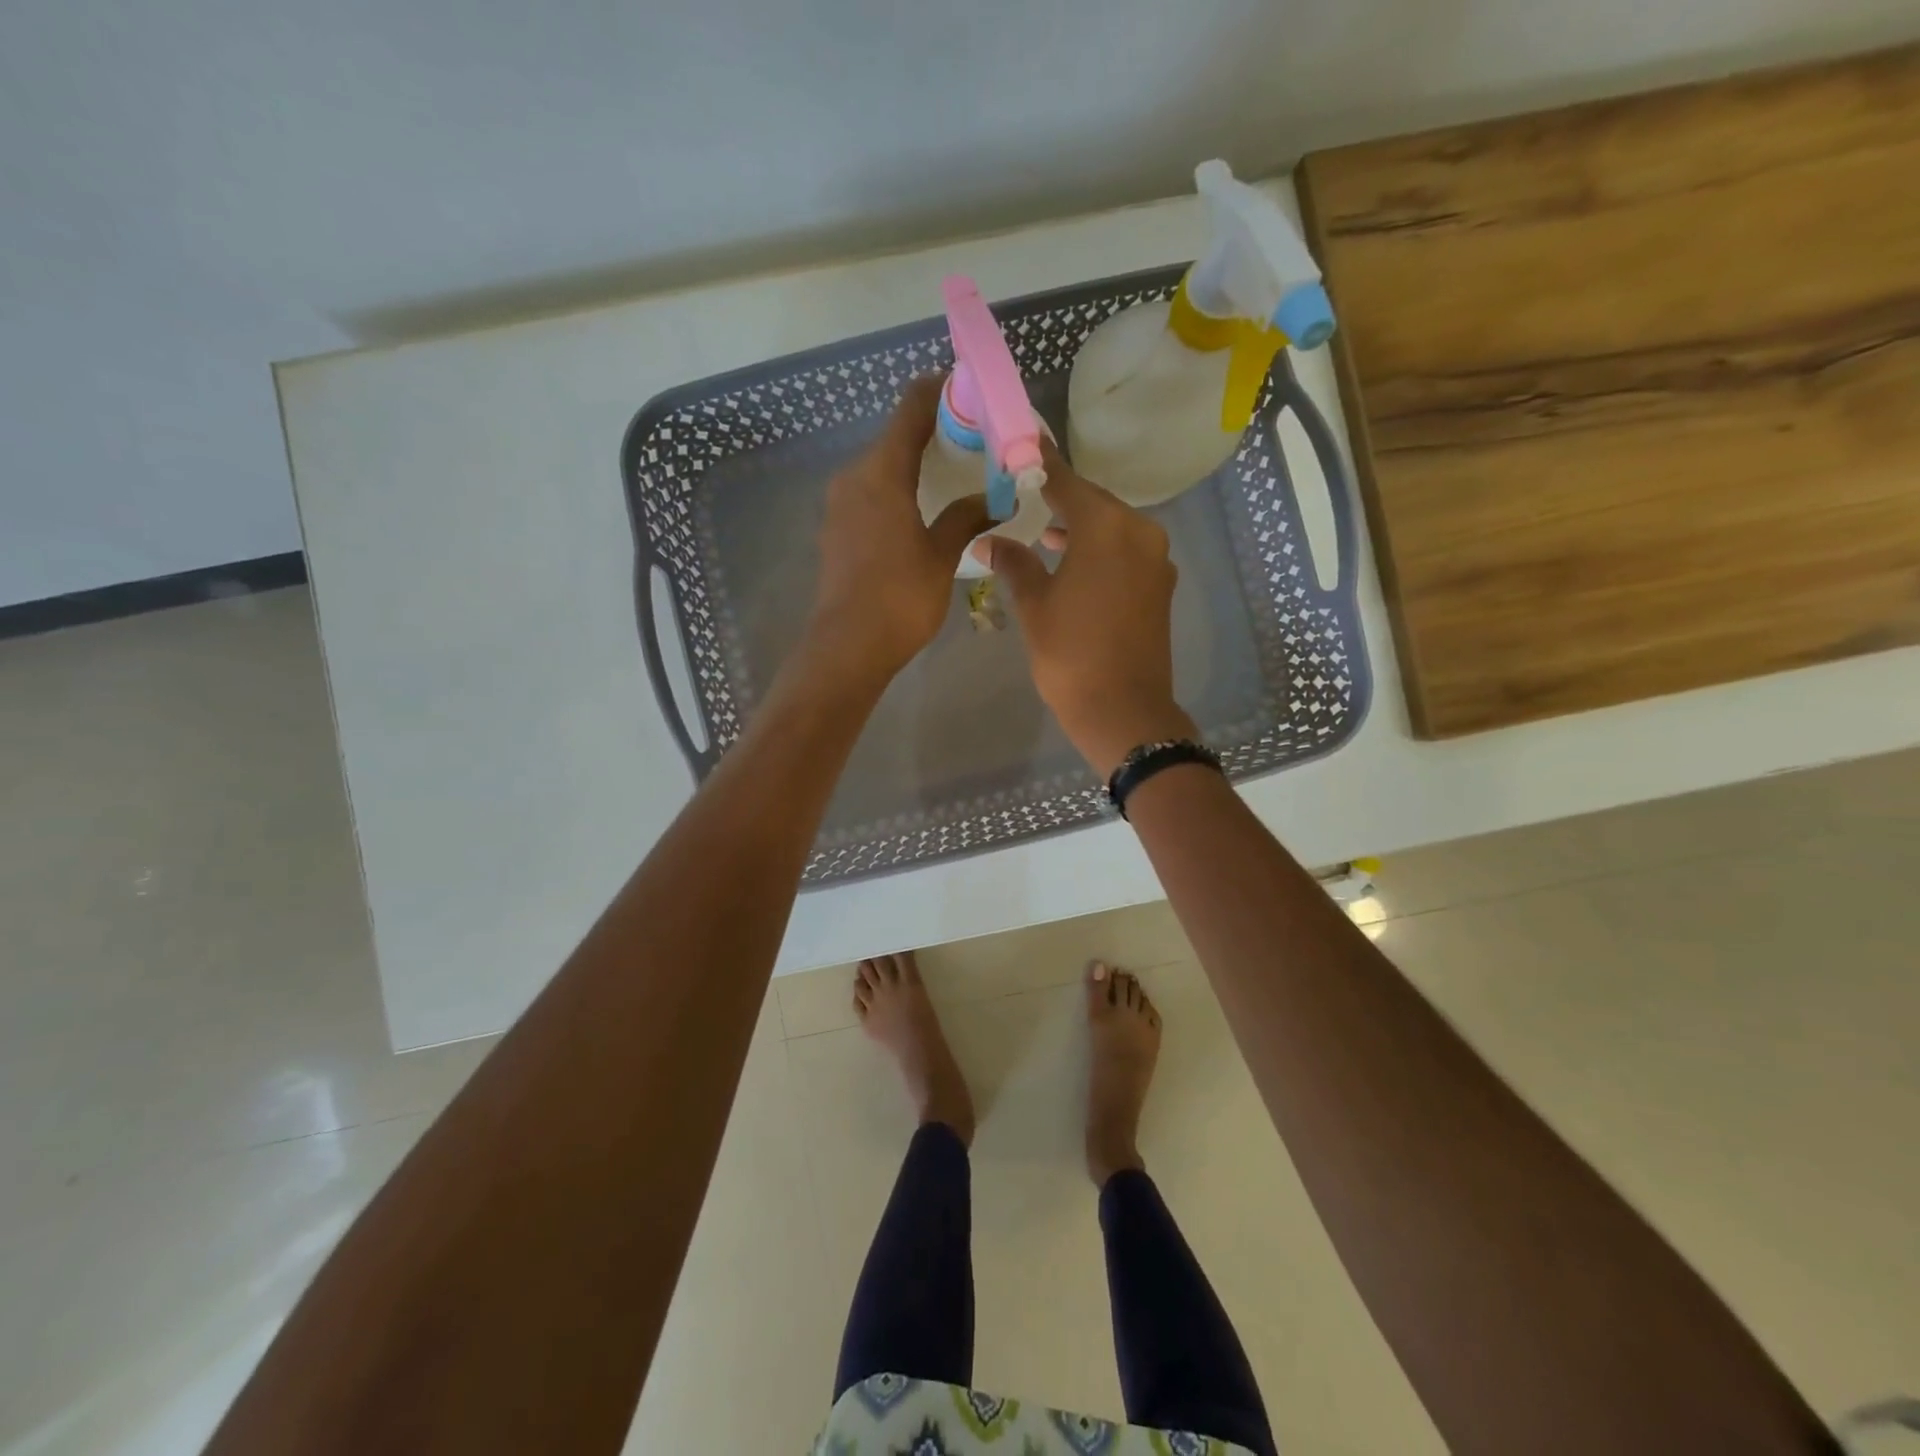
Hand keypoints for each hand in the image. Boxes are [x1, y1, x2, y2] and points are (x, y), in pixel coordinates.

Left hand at [807, 376, 992, 682]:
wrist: (848, 647)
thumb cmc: (900, 598)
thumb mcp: (941, 555)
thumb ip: (965, 518)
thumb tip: (995, 499)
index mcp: (881, 473)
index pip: (911, 409)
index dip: (939, 391)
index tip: (969, 389)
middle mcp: (854, 477)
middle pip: (895, 436)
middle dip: (933, 431)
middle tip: (974, 440)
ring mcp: (839, 504)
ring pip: (881, 466)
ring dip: (914, 463)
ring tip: (953, 474)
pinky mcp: (836, 529)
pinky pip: (870, 493)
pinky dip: (897, 488)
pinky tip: (921, 507)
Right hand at [972, 440, 1196, 776]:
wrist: (1123, 709)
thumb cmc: (1070, 655)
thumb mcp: (1035, 606)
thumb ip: (1015, 563)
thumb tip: (989, 539)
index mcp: (1106, 528)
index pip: (1067, 482)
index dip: (1041, 464)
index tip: (1022, 445)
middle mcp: (1139, 533)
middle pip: (1095, 502)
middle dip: (1062, 498)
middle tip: (1027, 492)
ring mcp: (1156, 560)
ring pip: (1114, 528)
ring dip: (1082, 526)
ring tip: (1047, 533)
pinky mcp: (1160, 586)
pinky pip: (1127, 552)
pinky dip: (1102, 549)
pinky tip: (1076, 563)